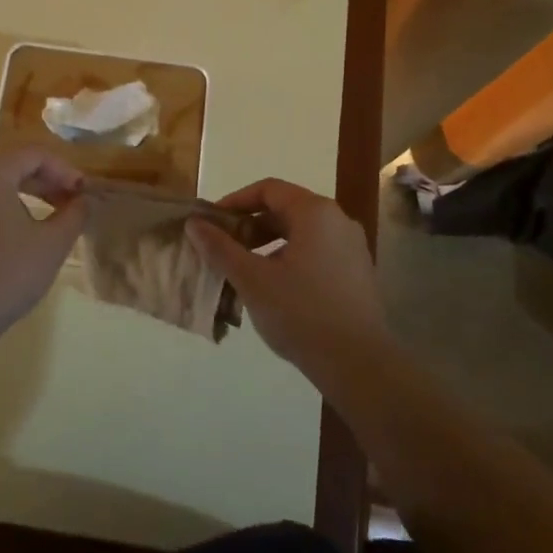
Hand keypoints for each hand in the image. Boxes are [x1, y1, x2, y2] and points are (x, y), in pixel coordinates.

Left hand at [0, 148, 86, 327]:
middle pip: (11, 165)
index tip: (84, 194)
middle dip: (45, 183)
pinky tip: (13, 235)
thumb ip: (74, 214)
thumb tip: (81, 201)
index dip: (66, 172)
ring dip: (22, 195)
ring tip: (45, 220)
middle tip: (70, 205)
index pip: (36, 155)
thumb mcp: (52, 244)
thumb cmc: (4, 274)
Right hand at [186, 179, 385, 375]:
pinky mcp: (356, 273)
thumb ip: (220, 248)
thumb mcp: (252, 279)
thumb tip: (194, 223)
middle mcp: (338, 220)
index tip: (212, 223)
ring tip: (243, 271)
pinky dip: (289, 259)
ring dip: (268, 245)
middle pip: (285, 209)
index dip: (235, 201)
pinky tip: (272, 289)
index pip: (268, 189)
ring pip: (300, 233)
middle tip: (223, 249)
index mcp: (315, 212)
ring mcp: (351, 247)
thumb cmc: (301, 313)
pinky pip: (316, 252)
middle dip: (250, 226)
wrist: (358, 363)